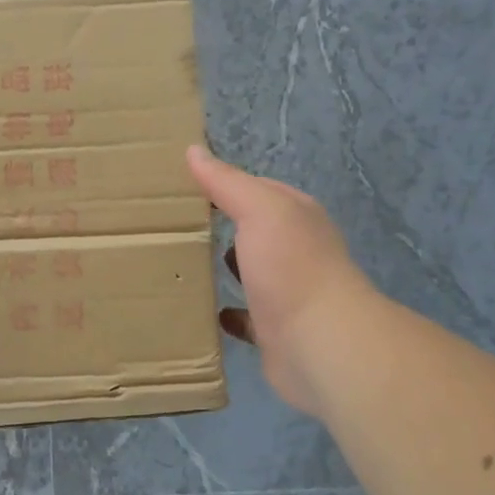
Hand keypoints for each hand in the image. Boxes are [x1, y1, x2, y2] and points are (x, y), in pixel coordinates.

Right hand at [186, 146, 371, 416]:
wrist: (321, 344)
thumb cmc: (291, 267)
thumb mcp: (260, 210)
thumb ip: (227, 182)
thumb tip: (194, 150)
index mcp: (296, 217)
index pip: (259, 189)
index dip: (225, 184)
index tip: (181, 185)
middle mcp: (296, 251)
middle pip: (254, 232)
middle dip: (223, 227)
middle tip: (173, 224)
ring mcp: (287, 293)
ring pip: (250, 274)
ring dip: (225, 269)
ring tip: (181, 263)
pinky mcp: (275, 331)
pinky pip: (245, 318)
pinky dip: (228, 314)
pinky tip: (204, 310)